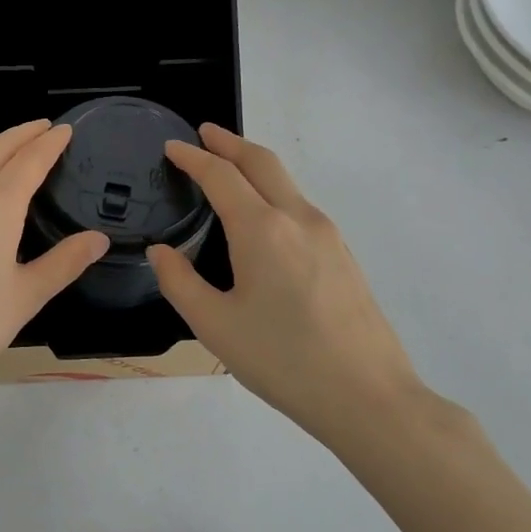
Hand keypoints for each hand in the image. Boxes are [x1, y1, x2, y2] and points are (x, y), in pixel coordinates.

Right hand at [147, 124, 436, 455]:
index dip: (193, 157)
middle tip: (204, 134)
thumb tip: (162, 252)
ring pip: (287, 183)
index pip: (221, 176)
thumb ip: (179, 282)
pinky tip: (264, 219)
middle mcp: (299, 219)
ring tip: (229, 171)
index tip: (172, 146)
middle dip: (230, 143)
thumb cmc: (282, 360)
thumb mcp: (214, 325)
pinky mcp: (345, 256)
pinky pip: (301, 208)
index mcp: (262, 230)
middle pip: (262, 162)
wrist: (368, 397)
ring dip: (255, 167)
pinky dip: (274, 193)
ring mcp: (329, 236)